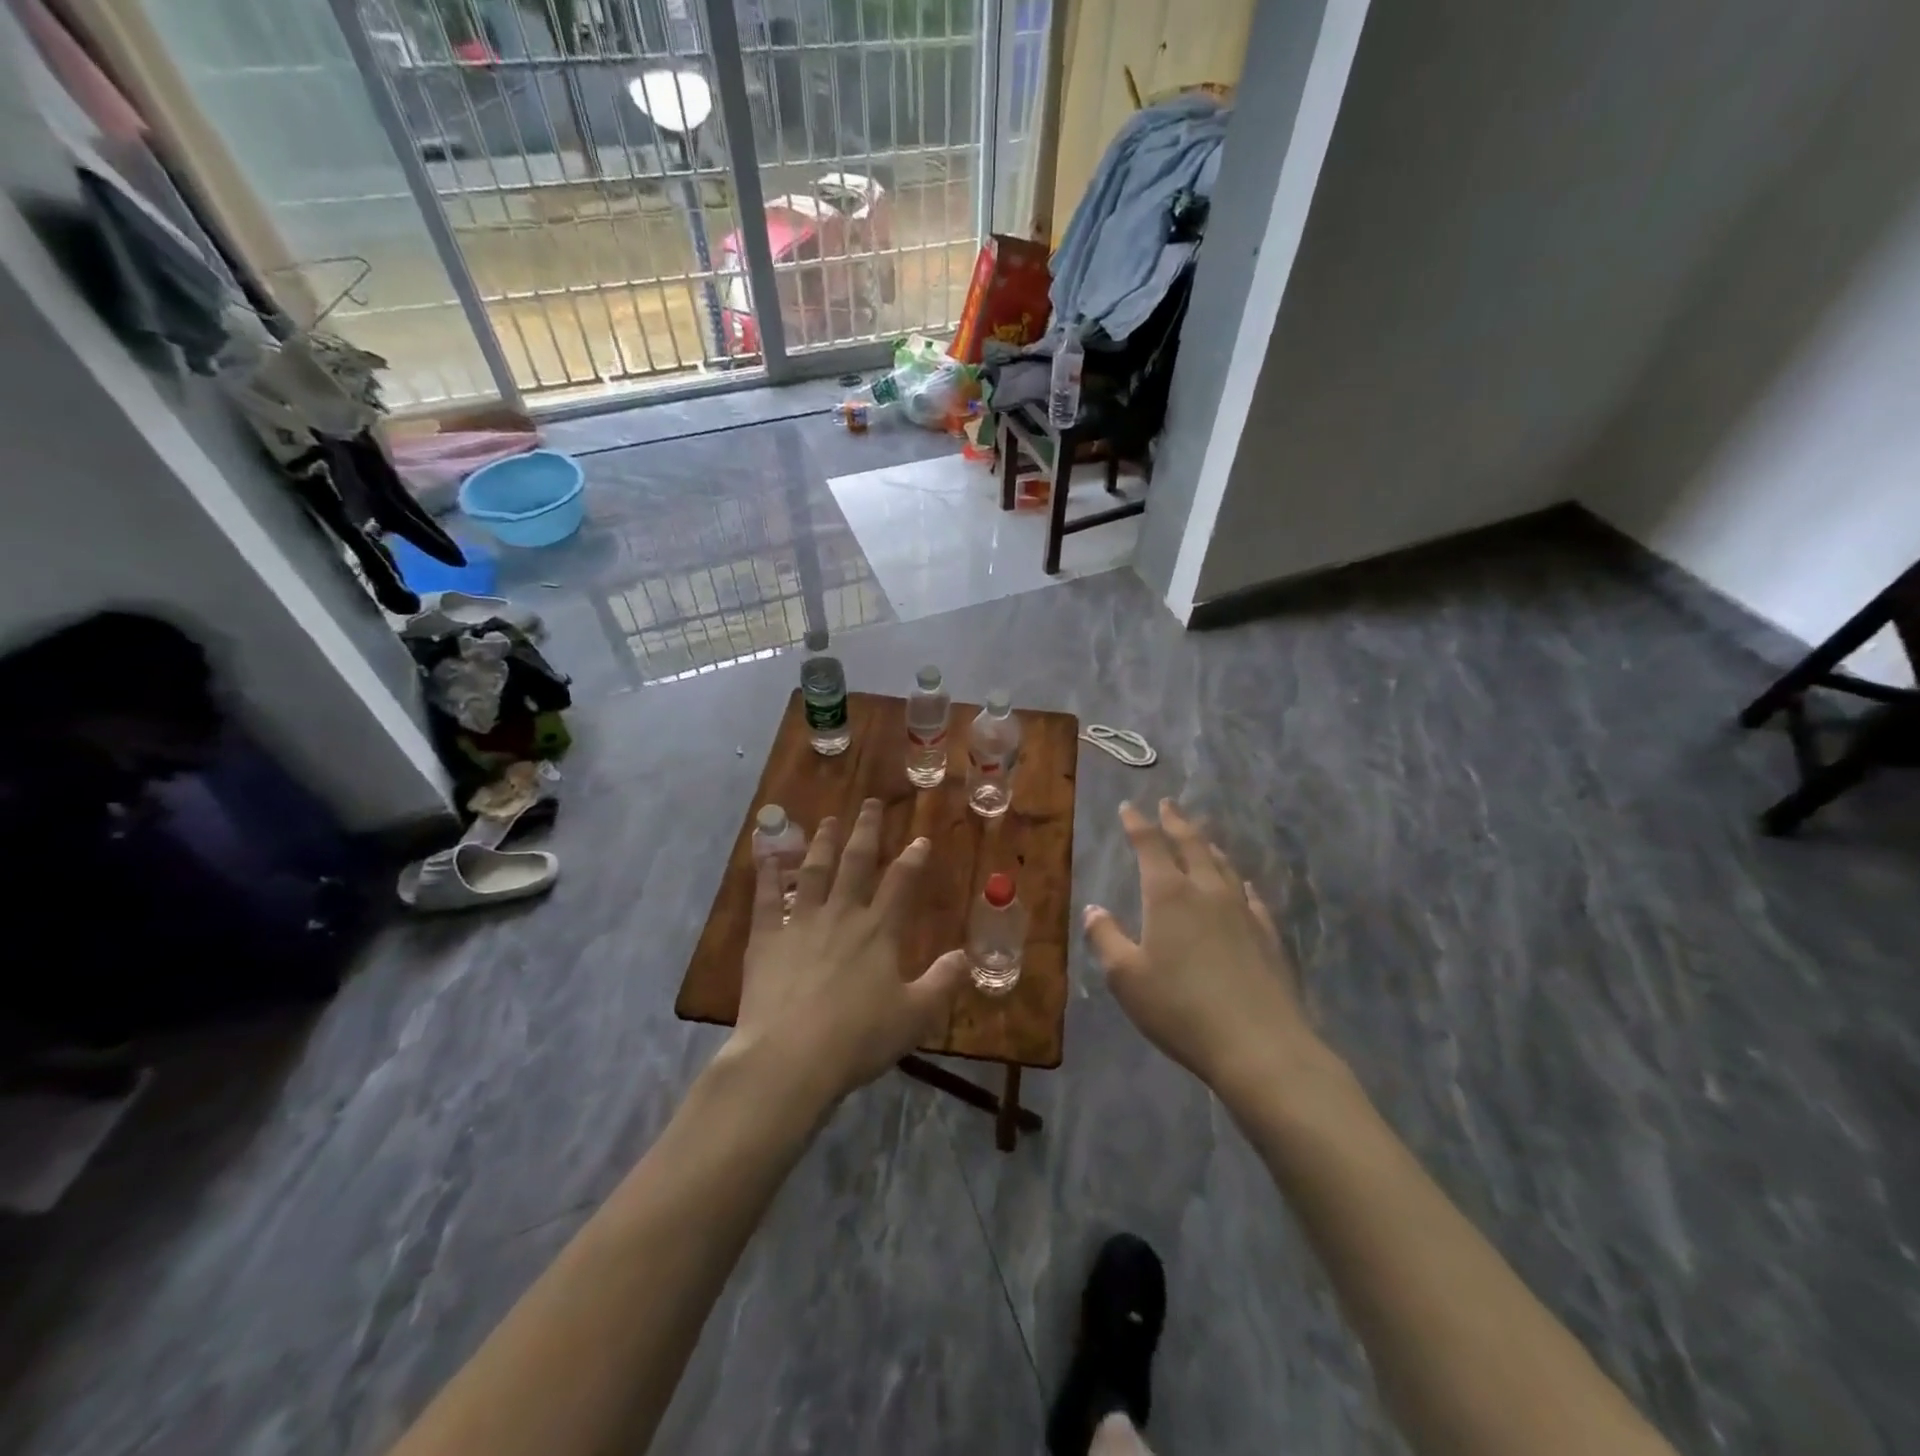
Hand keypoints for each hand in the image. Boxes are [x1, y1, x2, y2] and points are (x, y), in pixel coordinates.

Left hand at [730, 798, 968, 1107]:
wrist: (790, 1057)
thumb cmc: (858, 1038)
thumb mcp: (914, 1016)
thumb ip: (942, 982)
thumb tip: (967, 956)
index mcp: (879, 931)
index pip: (902, 883)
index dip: (913, 858)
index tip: (920, 839)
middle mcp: (841, 914)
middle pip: (856, 862)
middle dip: (866, 830)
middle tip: (870, 803)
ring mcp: (800, 922)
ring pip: (814, 870)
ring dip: (823, 842)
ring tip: (828, 820)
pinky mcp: (766, 938)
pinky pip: (766, 898)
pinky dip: (767, 874)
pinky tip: (767, 855)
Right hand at [1084, 799, 1325, 1099]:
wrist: (1259, 1044)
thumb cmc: (1180, 1008)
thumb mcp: (1126, 977)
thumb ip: (1105, 938)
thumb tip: (1093, 910)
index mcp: (1168, 895)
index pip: (1149, 845)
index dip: (1137, 823)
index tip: (1128, 806)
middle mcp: (1207, 891)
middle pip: (1192, 845)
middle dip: (1176, 822)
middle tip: (1168, 804)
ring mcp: (1242, 911)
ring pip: (1223, 865)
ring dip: (1208, 845)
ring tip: (1201, 836)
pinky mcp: (1267, 935)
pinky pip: (1249, 896)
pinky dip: (1239, 882)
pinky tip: (1242, 885)